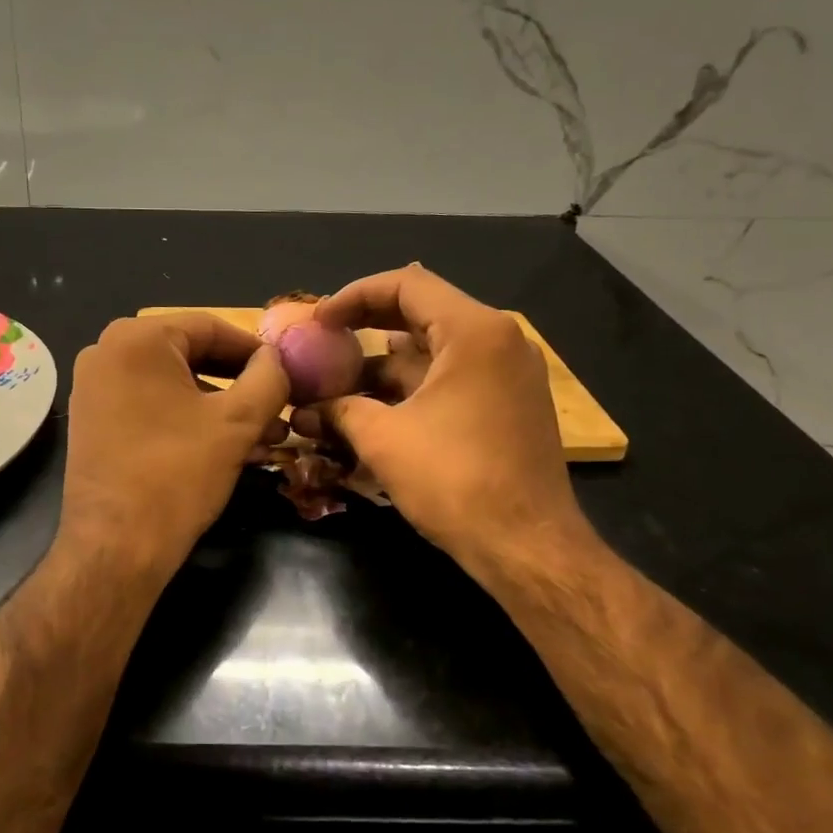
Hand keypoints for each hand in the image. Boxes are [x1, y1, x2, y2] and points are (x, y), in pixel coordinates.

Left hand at [60, 314, 288, 571]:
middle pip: (191, 355)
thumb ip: (268, 378)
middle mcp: (107, 352)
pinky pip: (152, 406)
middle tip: (279, 407)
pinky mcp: (94, 421)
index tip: (287, 372)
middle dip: (240, 384)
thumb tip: (275, 359)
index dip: (255, 349)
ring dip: (221, 407)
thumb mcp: (238, 422)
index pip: (210, 327)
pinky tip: (228, 448)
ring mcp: (94, 388)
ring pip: (174, 385)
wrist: (115, 547)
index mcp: (137, 338)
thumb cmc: (178, 473)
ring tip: (265, 436)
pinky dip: (190, 420)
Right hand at [292, 266, 597, 570]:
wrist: (527, 547)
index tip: (319, 320)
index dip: (354, 295)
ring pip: (437, 348)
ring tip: (339, 381)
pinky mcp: (510, 403)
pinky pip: (454, 375)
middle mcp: (499, 340)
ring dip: (387, 362)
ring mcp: (509, 372)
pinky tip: (375, 406)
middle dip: (367, 325)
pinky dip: (414, 384)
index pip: (407, 284)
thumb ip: (340, 410)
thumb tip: (305, 409)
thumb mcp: (384, 439)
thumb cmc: (456, 482)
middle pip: (423, 311)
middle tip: (325, 341)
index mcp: (475, 332)